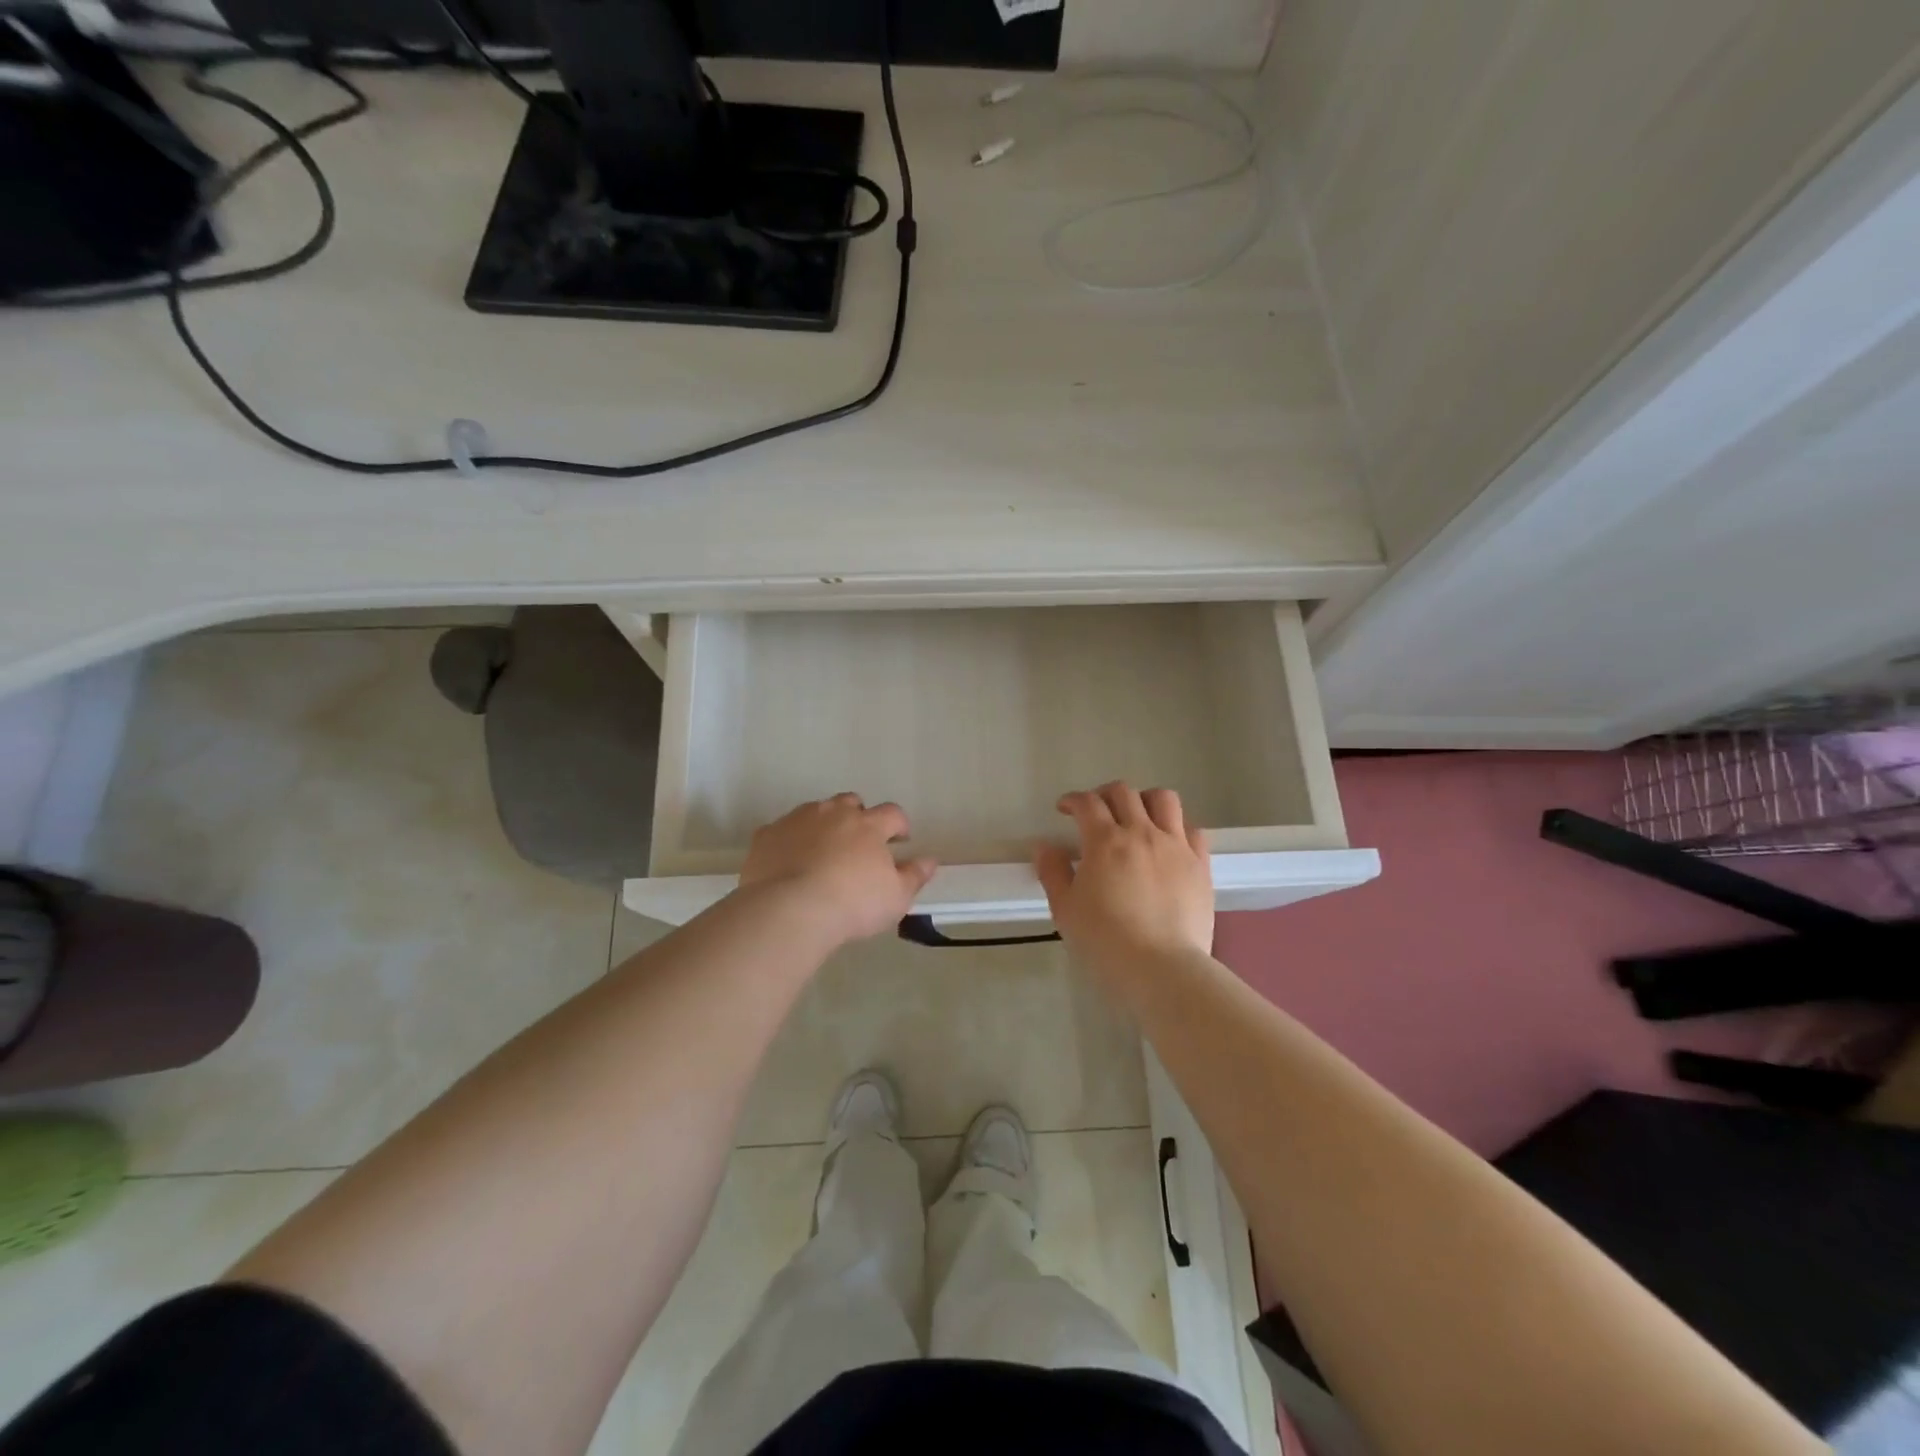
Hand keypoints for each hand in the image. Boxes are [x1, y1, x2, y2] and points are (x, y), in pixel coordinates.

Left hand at [739, 794, 938, 947]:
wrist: (790, 909)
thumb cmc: (852, 904)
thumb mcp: (896, 897)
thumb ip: (914, 876)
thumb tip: (931, 860)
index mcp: (869, 825)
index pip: (892, 813)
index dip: (899, 825)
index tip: (900, 840)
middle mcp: (834, 813)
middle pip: (851, 803)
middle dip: (858, 816)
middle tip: (858, 843)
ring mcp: (798, 819)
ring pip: (816, 811)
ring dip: (823, 824)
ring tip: (823, 851)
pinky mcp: (767, 834)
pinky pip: (782, 830)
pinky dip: (790, 840)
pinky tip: (789, 862)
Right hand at [1035, 782, 1213, 969]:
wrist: (1162, 968)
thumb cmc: (1105, 941)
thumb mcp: (1066, 910)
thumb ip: (1053, 872)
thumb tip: (1045, 847)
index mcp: (1105, 841)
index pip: (1087, 803)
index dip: (1072, 801)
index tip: (1064, 809)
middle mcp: (1142, 833)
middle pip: (1123, 793)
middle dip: (1104, 795)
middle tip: (1096, 811)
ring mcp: (1176, 846)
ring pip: (1163, 799)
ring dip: (1144, 800)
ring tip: (1136, 817)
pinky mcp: (1200, 864)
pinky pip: (1192, 829)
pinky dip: (1177, 826)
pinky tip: (1168, 841)